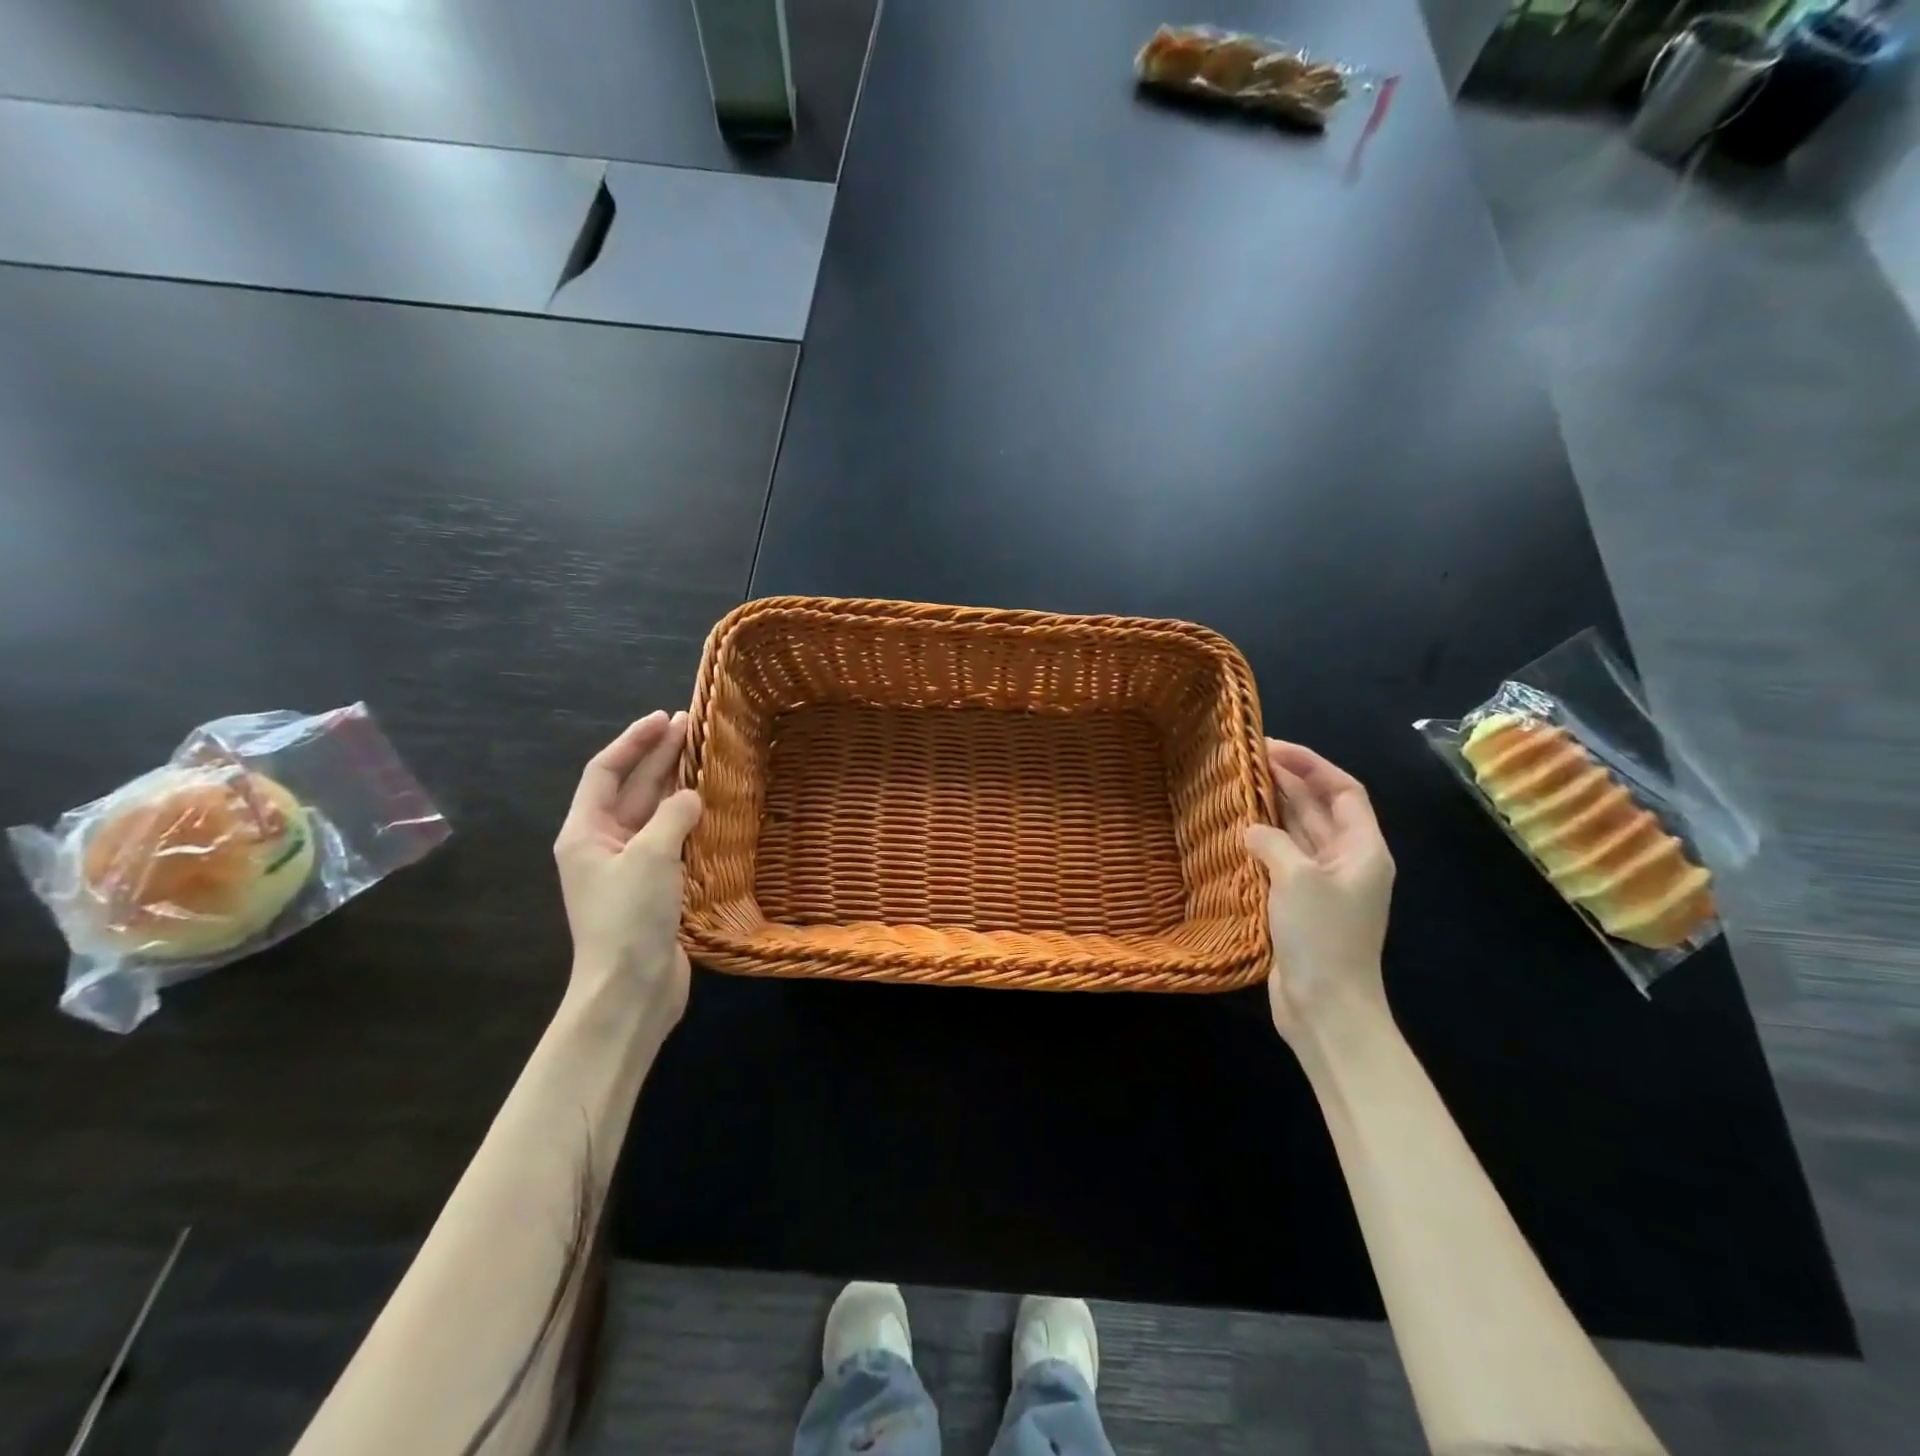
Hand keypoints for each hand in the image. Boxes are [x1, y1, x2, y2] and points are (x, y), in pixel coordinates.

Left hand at [554, 711, 702, 1027]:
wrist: (631, 990)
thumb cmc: (629, 917)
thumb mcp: (651, 856)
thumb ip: (673, 815)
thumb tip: (692, 796)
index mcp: (585, 831)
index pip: (605, 770)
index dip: (633, 740)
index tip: (664, 718)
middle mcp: (603, 843)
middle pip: (631, 787)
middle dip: (659, 755)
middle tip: (692, 725)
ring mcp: (629, 866)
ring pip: (653, 812)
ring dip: (676, 784)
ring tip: (705, 756)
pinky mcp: (654, 887)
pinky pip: (671, 839)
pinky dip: (688, 818)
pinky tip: (711, 806)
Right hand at [1245, 740, 1394, 1049]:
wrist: (1326, 1008)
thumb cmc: (1323, 937)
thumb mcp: (1298, 878)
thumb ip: (1273, 841)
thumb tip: (1249, 828)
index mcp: (1363, 849)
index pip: (1343, 791)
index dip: (1312, 764)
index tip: (1272, 747)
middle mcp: (1347, 861)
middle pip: (1319, 808)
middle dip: (1288, 781)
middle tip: (1245, 759)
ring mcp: (1322, 884)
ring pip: (1298, 832)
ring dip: (1272, 809)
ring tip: (1237, 786)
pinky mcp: (1299, 904)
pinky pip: (1281, 859)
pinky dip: (1262, 841)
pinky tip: (1235, 831)